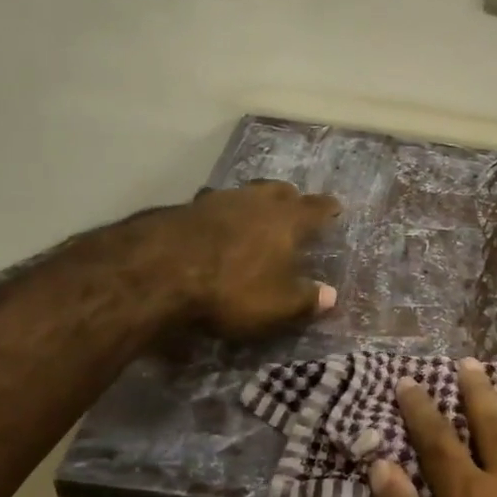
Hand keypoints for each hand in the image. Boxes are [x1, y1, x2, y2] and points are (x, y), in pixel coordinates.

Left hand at [129, 180, 340, 338]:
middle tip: (293, 209)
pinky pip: (213, 206)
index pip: (316, 208)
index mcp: (288, 220)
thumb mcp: (277, 305)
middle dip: (290, 199)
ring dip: (252, 203)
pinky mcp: (186, 208)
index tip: (336, 208)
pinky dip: (219, 215)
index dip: (328, 208)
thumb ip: (307, 300)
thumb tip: (332, 296)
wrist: (161, 270)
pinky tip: (213, 228)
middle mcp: (258, 201)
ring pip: (245, 194)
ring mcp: (220, 200)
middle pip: (280, 191)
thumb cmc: (232, 288)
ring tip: (253, 217)